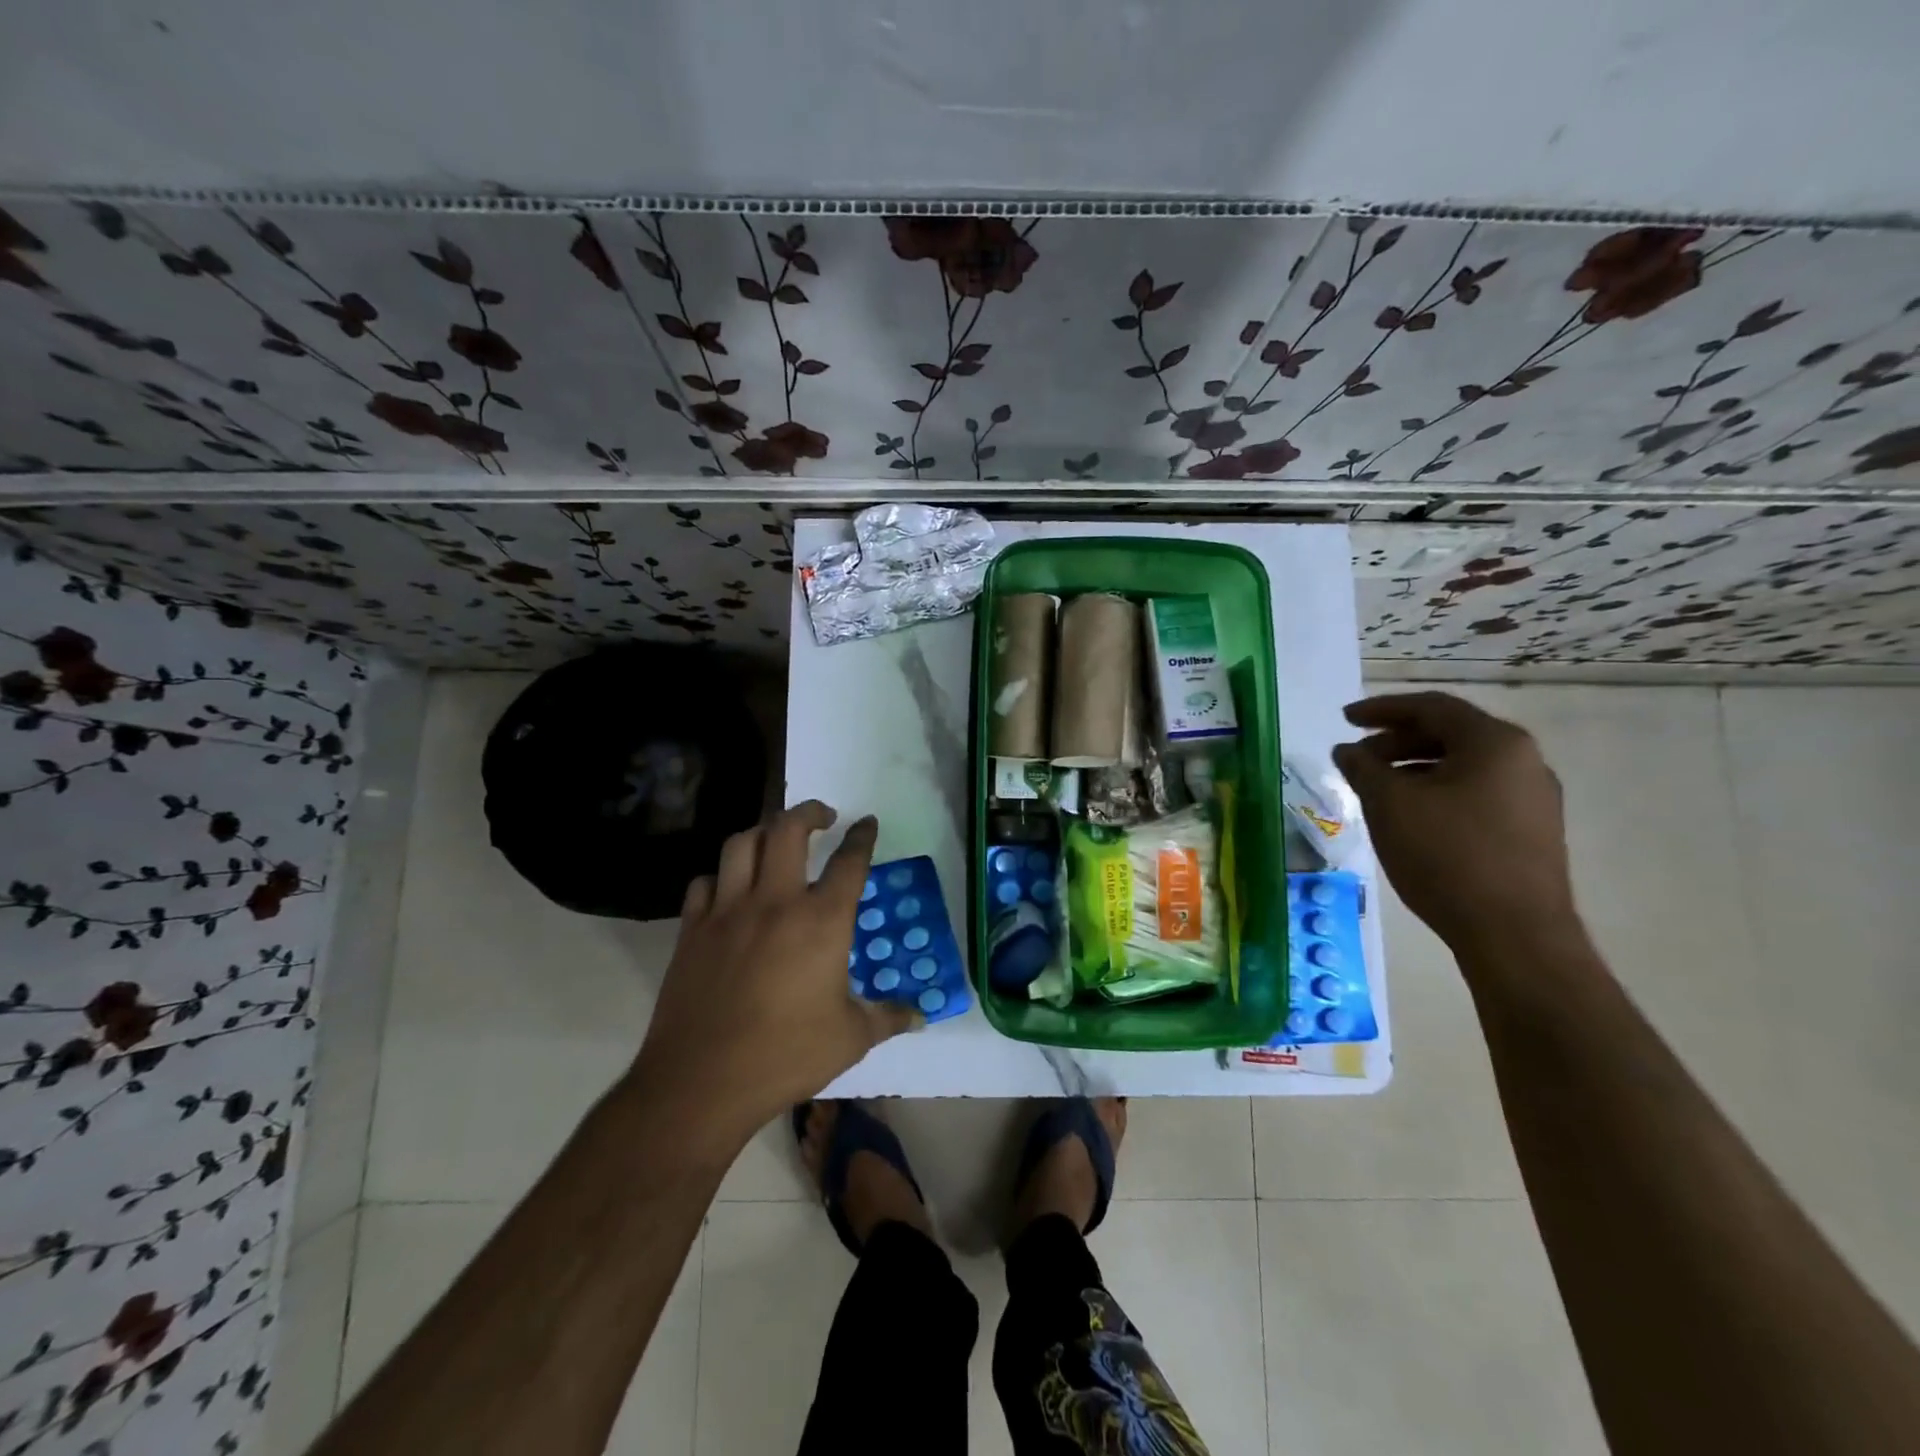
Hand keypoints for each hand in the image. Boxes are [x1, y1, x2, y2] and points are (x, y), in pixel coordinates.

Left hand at [630, 802, 918, 1143]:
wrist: (703, 1081)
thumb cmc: (787, 1056)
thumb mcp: (851, 1038)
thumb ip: (888, 1018)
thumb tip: (921, 1016)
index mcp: (822, 921)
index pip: (850, 862)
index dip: (862, 837)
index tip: (867, 823)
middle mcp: (776, 901)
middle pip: (788, 829)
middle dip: (809, 812)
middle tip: (822, 816)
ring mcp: (728, 911)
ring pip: (741, 844)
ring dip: (762, 832)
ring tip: (775, 840)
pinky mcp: (693, 929)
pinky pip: (704, 883)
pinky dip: (720, 877)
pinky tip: (729, 889)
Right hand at [1332, 692, 1577, 952]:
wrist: (1514, 934)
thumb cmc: (1447, 856)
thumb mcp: (1389, 805)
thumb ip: (1362, 768)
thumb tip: (1347, 750)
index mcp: (1494, 742)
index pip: (1431, 707)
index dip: (1381, 709)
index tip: (1345, 720)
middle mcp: (1523, 761)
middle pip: (1451, 734)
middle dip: (1396, 740)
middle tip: (1357, 758)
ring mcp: (1533, 798)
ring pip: (1463, 765)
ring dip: (1414, 767)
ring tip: (1377, 787)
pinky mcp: (1531, 831)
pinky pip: (1476, 792)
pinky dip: (1437, 790)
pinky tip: (1411, 815)